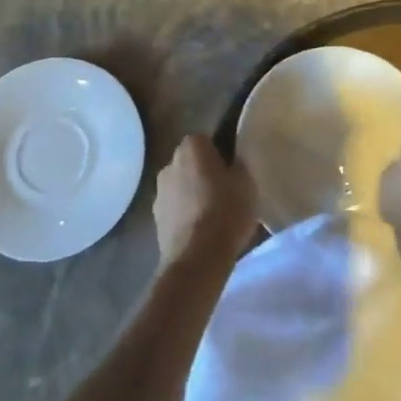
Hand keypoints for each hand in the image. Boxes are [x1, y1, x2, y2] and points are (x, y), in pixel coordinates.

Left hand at [153, 134, 255, 271]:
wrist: (197, 258)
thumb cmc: (226, 210)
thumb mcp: (246, 181)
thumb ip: (238, 163)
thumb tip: (233, 160)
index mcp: (191, 146)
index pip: (207, 141)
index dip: (221, 155)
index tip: (232, 172)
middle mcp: (169, 163)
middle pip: (191, 163)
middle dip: (204, 174)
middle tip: (225, 193)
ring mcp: (158, 192)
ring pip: (181, 187)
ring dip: (192, 195)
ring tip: (213, 217)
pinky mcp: (155, 220)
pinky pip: (175, 210)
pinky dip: (185, 216)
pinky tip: (201, 233)